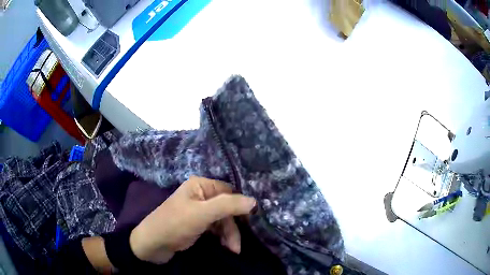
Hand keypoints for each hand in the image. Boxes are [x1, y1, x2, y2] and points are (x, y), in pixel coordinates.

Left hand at [129, 176, 256, 263]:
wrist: (153, 244)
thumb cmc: (175, 224)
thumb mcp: (202, 214)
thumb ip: (228, 205)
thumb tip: (254, 201)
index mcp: (201, 185)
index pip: (229, 192)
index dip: (240, 205)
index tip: (252, 220)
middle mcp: (201, 195)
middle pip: (227, 208)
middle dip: (233, 227)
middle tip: (236, 245)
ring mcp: (200, 210)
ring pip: (223, 220)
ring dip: (229, 235)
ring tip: (233, 249)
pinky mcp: (198, 224)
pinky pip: (217, 228)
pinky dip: (223, 237)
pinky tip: (227, 247)